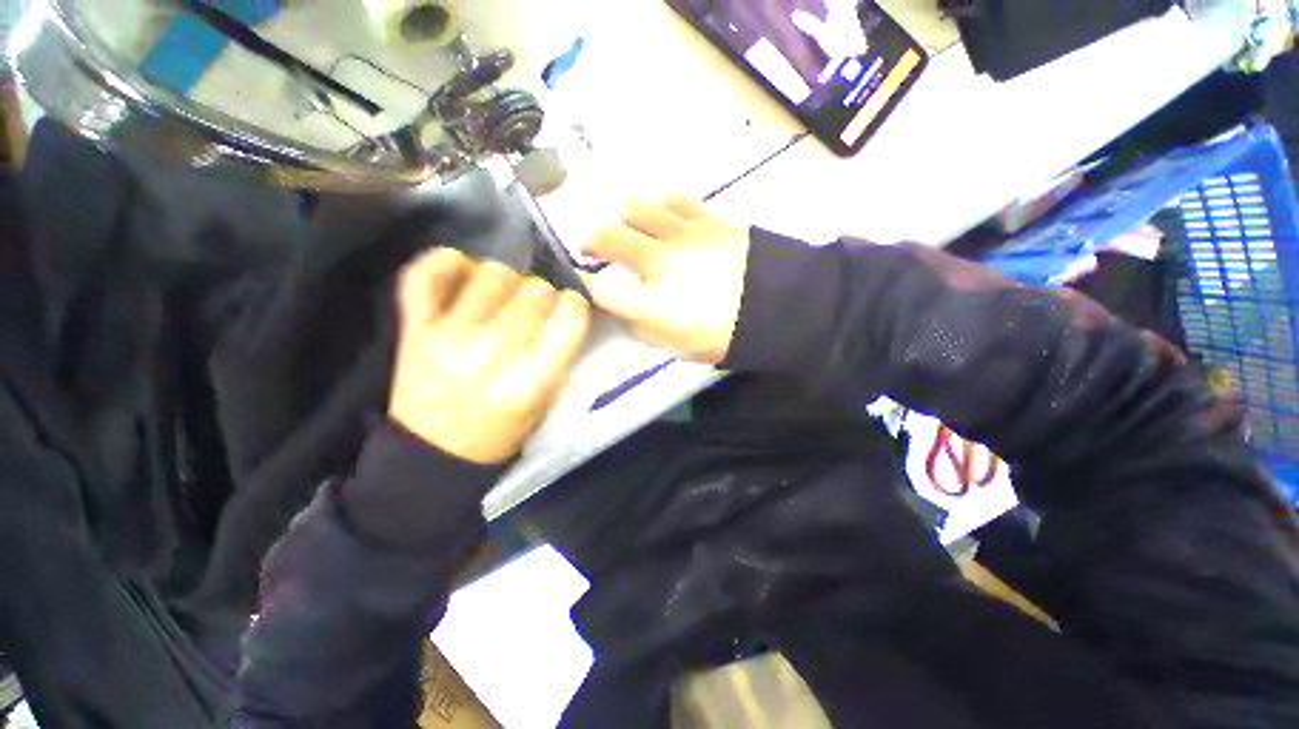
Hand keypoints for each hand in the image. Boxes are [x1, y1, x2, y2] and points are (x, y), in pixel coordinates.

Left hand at [390, 248, 591, 464]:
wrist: (432, 452)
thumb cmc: (500, 432)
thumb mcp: (545, 403)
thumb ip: (558, 356)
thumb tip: (562, 310)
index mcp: (529, 382)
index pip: (569, 320)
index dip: (577, 305)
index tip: (572, 307)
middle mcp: (492, 353)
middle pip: (535, 292)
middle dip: (546, 295)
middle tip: (538, 309)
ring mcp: (447, 336)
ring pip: (493, 273)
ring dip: (509, 280)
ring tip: (505, 297)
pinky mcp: (413, 328)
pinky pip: (425, 274)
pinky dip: (447, 261)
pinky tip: (465, 271)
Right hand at [582, 196, 748, 363]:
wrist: (780, 309)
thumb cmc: (725, 337)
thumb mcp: (678, 348)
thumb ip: (644, 328)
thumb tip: (624, 309)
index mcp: (652, 302)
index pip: (601, 287)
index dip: (585, 283)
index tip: (583, 282)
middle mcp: (661, 262)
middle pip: (608, 235)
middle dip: (591, 239)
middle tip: (593, 246)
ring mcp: (685, 235)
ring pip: (637, 206)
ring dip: (625, 217)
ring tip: (633, 228)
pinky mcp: (709, 219)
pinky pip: (675, 197)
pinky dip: (660, 203)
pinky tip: (663, 214)